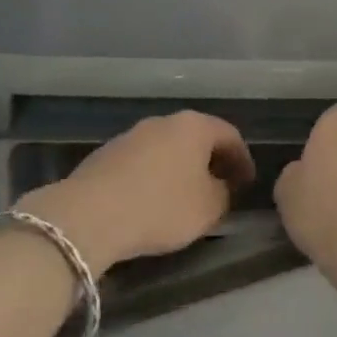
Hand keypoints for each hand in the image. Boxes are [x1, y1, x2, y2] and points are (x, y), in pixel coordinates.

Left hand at [17, 112, 254, 273]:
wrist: (89, 215)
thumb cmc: (161, 206)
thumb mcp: (209, 207)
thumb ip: (223, 193)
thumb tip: (220, 187)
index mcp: (194, 126)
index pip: (230, 135)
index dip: (243, 160)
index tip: (247, 183)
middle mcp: (163, 122)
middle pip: (196, 138)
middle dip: (211, 162)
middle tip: (221, 187)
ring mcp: (130, 136)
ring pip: (167, 149)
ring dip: (181, 169)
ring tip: (185, 198)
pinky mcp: (105, 155)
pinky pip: (142, 163)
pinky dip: (155, 177)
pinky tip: (152, 202)